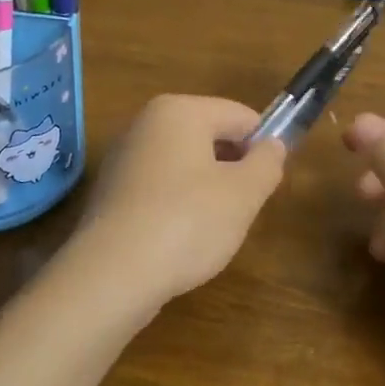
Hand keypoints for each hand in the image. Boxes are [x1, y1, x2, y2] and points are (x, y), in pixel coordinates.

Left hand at [69, 95, 285, 307]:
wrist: (112, 275)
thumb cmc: (187, 222)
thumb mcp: (243, 194)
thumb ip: (267, 163)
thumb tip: (273, 145)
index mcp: (180, 111)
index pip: (240, 116)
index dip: (264, 146)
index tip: (270, 183)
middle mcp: (146, 123)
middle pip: (210, 137)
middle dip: (233, 169)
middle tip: (243, 208)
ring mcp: (124, 157)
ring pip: (185, 165)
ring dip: (207, 190)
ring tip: (212, 228)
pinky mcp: (111, 192)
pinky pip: (160, 188)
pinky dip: (177, 206)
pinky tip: (181, 239)